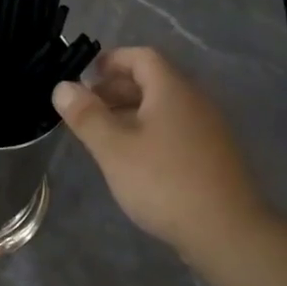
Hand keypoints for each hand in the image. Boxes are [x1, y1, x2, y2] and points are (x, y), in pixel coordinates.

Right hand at [52, 47, 270, 264]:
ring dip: (131, 112)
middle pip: (153, 81)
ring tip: (102, 134)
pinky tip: (133, 158)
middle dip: (116, 88)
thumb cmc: (162, 182)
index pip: (142, 57)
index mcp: (172, 90)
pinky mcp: (211, 155)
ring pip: (163, 108)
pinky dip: (149, 131)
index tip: (84, 76)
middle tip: (85, 108)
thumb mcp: (114, 149)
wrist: (224, 228)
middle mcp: (194, 101)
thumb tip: (62, 87)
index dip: (111, 60)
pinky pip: (174, 129)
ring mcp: (207, 129)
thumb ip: (87, 116)